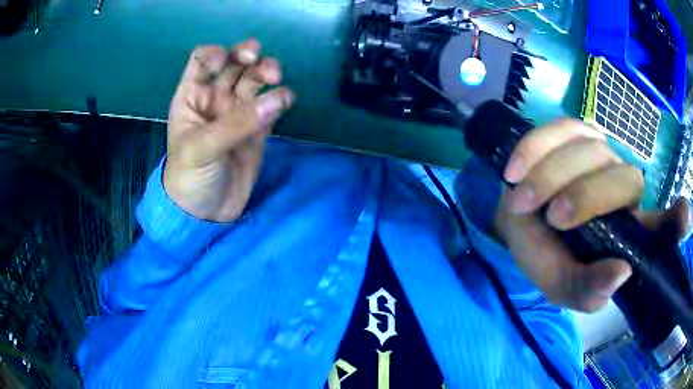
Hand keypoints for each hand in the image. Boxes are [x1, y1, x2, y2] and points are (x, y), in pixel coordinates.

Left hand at [164, 40, 294, 221]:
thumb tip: (278, 96)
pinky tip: (284, 100)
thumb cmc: (189, 177)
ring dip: (267, 72)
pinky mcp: (257, 128)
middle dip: (247, 56)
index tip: (225, 63)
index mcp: (192, 96)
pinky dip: (280, 98)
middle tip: (258, 59)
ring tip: (276, 78)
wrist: (205, 213)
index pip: (202, 60)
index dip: (215, 53)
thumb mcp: (202, 148)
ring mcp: (237, 112)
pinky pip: (270, 105)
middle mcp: (216, 98)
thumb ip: (237, 123)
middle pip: (234, 64)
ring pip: (255, 80)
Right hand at [494, 119, 689, 311]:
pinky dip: (536, 148)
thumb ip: (588, 290)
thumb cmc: (545, 255)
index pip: (664, 226)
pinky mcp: (574, 132)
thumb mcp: (562, 285)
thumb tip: (622, 273)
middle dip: (588, 198)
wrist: (516, 221)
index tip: (682, 215)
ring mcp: (601, 154)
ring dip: (553, 176)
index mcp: (630, 233)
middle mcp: (625, 188)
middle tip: (552, 219)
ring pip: (591, 153)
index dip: (676, 220)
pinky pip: (561, 129)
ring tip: (523, 201)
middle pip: (625, 180)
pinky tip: (516, 169)